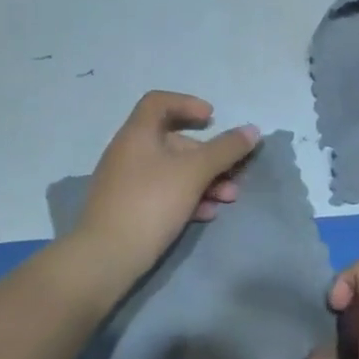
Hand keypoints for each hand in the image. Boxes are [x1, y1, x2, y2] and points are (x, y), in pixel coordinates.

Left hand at [71, 91, 258, 286]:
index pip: (159, 102)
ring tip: (228, 198)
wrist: (106, 256)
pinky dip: (187, 197)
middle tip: (234, 172)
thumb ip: (225, 149)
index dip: (187, 104)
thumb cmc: (151, 203)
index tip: (212, 119)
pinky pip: (163, 192)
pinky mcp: (129, 208)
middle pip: (173, 140)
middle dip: (209, 155)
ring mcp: (126, 182)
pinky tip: (207, 214)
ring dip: (204, 179)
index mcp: (137, 134)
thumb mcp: (194, 172)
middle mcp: (128, 152)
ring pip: (172, 170)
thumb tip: (252, 130)